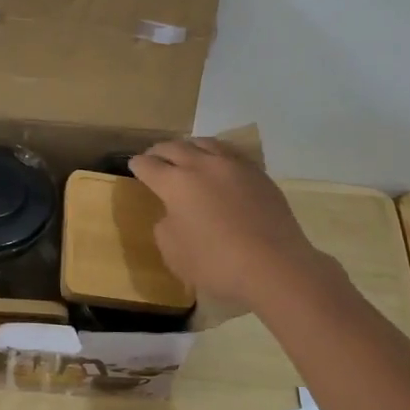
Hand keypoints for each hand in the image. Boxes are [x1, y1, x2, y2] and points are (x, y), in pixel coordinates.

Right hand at [128, 139, 327, 310]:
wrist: (275, 266)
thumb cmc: (217, 264)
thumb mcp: (174, 253)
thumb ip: (165, 226)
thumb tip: (172, 213)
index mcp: (176, 183)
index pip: (149, 166)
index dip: (138, 165)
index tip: (134, 166)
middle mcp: (202, 165)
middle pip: (175, 147)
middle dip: (160, 151)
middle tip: (154, 156)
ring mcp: (234, 166)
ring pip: (205, 143)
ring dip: (190, 146)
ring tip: (186, 153)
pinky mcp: (258, 174)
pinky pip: (231, 154)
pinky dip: (217, 154)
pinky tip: (219, 164)